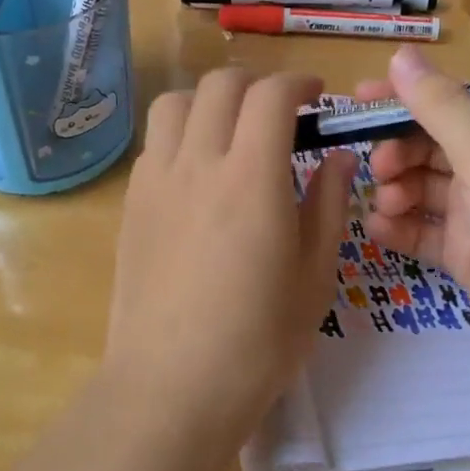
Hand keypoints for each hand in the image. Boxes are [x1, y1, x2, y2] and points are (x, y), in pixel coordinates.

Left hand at [104, 68, 356, 455]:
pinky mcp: (131, 203)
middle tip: (281, 113)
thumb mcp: (315, 274)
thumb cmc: (258, 340)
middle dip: (257, 84)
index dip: (298, 83)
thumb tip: (338, 157)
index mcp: (251, 177)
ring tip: (232, 131)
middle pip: (220, 85)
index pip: (271, 95)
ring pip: (175, 102)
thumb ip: (328, 203)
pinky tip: (199, 173)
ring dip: (210, 100)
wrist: (171, 387)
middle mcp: (198, 162)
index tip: (316, 97)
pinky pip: (155, 142)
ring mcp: (156, 180)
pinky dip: (182, 134)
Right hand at [356, 47, 469, 384]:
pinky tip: (378, 232)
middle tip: (377, 169)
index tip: (359, 100)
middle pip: (434, 146)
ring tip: (384, 205)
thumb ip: (442, 107)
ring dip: (398, 190)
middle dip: (399, 152)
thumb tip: (401, 54)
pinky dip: (402, 228)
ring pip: (426, 189)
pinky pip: (427, 231)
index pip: (452, 102)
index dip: (405, 98)